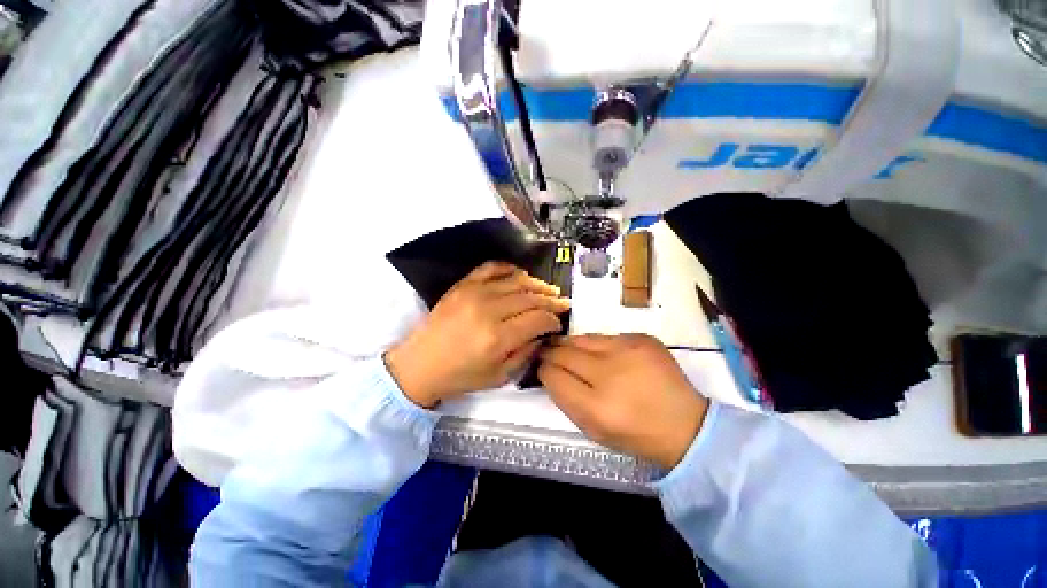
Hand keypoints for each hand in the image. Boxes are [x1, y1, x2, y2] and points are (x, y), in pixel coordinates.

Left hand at [386, 262, 570, 407]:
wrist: (421, 364)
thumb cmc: (461, 376)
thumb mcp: (499, 376)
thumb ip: (526, 353)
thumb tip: (542, 334)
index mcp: (498, 337)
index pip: (538, 319)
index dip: (553, 320)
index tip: (558, 323)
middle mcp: (489, 310)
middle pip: (530, 298)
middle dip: (551, 300)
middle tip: (563, 302)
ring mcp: (474, 293)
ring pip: (515, 281)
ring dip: (536, 284)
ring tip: (549, 289)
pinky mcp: (463, 285)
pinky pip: (491, 268)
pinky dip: (509, 268)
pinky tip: (520, 274)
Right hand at [538, 334, 708, 467]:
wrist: (685, 424)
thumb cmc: (633, 433)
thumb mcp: (592, 428)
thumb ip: (565, 398)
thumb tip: (549, 370)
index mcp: (596, 407)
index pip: (553, 375)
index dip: (543, 369)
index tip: (541, 366)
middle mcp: (610, 373)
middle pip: (565, 352)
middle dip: (551, 351)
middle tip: (546, 351)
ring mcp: (629, 351)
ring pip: (583, 338)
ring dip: (571, 344)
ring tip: (568, 347)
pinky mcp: (643, 338)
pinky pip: (607, 336)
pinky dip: (598, 344)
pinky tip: (603, 354)